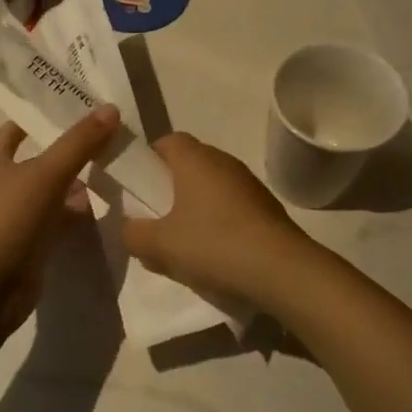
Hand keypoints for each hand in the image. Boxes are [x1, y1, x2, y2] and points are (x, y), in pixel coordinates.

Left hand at [0, 105, 121, 344]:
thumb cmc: (3, 221)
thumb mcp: (44, 175)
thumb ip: (78, 143)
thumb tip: (111, 108)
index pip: (20, 125)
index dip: (47, 113)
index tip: (83, 103)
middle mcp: (2, 184)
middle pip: (41, 159)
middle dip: (73, 150)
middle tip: (115, 135)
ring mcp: (15, 218)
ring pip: (53, 193)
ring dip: (79, 184)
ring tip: (119, 169)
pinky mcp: (29, 247)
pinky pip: (58, 223)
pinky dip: (78, 217)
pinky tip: (107, 210)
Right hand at [122, 134, 312, 304]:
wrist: (282, 270)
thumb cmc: (213, 244)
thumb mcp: (160, 245)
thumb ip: (133, 234)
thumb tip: (129, 228)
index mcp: (195, 158)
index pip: (166, 141)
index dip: (149, 160)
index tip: (140, 188)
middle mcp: (223, 161)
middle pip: (188, 165)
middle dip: (169, 189)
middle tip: (156, 220)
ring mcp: (248, 183)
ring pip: (210, 188)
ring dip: (194, 209)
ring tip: (183, 244)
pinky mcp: (265, 207)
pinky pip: (231, 206)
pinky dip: (218, 222)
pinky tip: (214, 254)